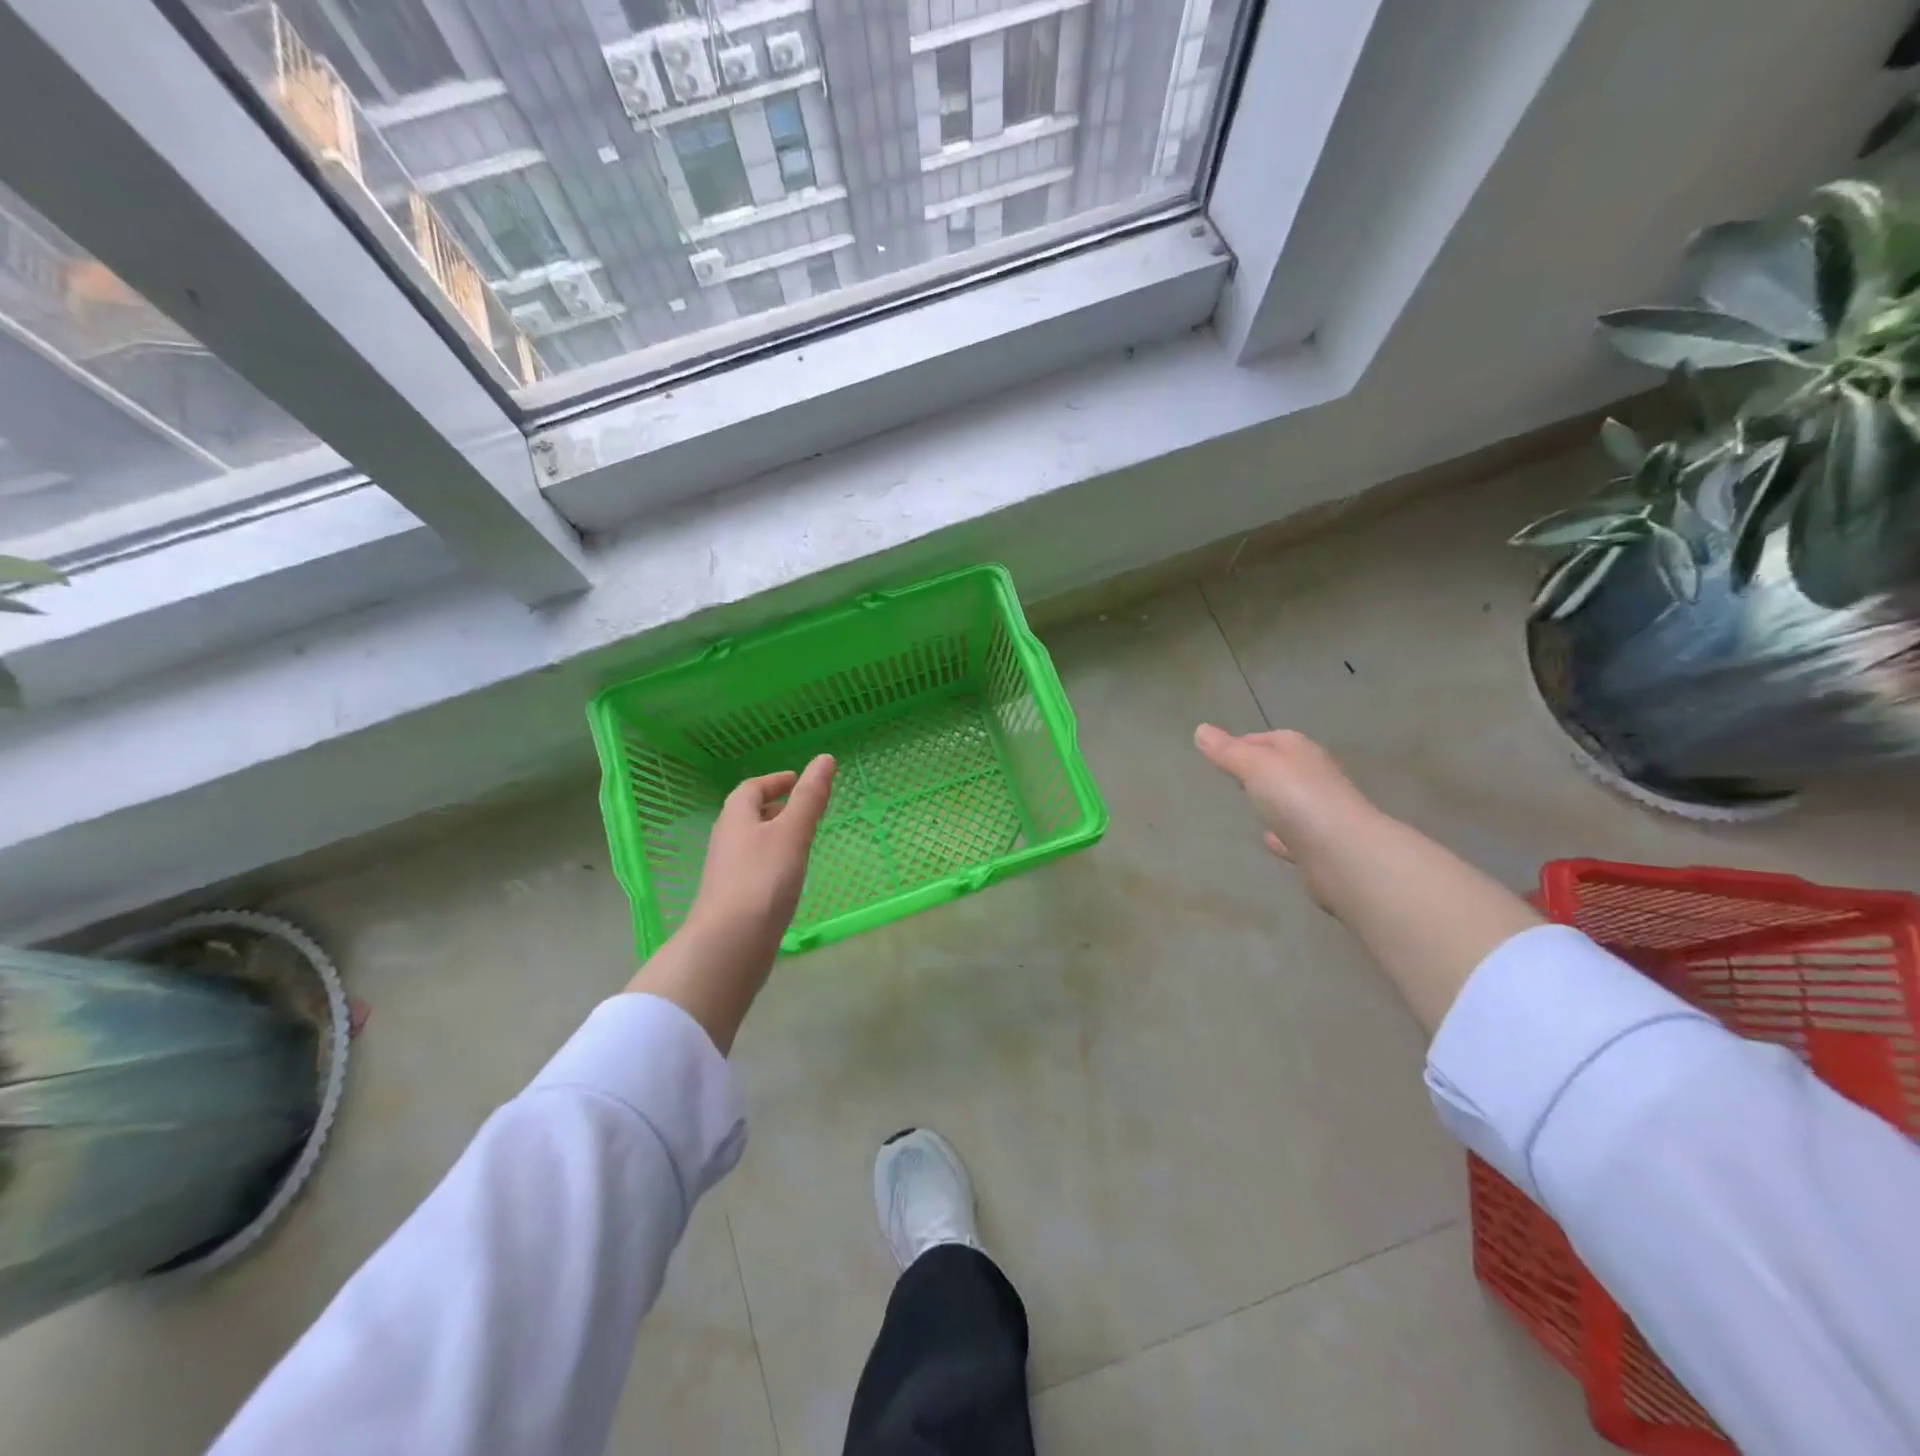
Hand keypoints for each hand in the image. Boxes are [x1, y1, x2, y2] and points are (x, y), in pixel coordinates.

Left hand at [627, 754, 834, 1053]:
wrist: (729, 945)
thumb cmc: (762, 880)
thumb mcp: (792, 833)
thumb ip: (810, 798)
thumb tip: (825, 758)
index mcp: (736, 818)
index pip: (751, 789)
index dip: (774, 781)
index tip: (796, 780)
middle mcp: (726, 841)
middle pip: (747, 815)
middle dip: (774, 807)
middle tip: (803, 808)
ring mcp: (727, 873)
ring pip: (751, 843)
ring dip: (773, 835)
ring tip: (802, 840)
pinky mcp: (733, 900)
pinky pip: (754, 869)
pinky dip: (773, 862)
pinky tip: (789, 877)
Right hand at [1193, 725, 1377, 901]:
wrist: (1344, 854)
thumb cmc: (1297, 798)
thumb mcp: (1255, 767)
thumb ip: (1227, 751)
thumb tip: (1200, 729)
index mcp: (1300, 752)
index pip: (1270, 738)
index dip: (1244, 743)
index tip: (1219, 753)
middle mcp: (1314, 777)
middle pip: (1283, 768)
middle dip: (1259, 771)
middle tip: (1231, 778)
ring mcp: (1320, 813)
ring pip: (1291, 801)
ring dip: (1273, 802)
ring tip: (1249, 807)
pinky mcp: (1321, 846)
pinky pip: (1296, 835)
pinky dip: (1282, 835)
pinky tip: (1268, 841)